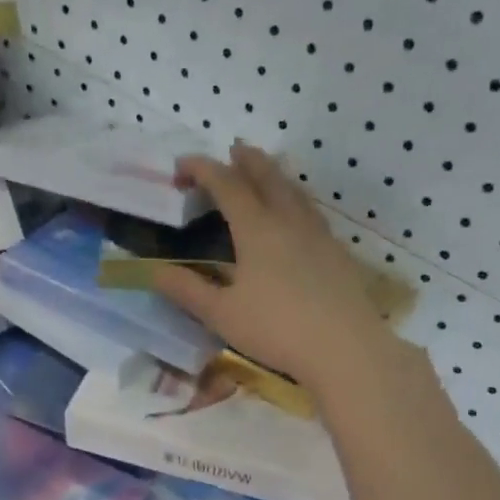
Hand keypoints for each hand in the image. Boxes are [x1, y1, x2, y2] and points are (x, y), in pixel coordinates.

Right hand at [154, 143, 393, 392]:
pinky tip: (295, 217)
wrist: (345, 348)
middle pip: (267, 176)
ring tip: (264, 173)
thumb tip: (154, 271)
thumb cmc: (276, 329)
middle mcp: (289, 220)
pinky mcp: (337, 252)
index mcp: (257, 229)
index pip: (226, 185)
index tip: (181, 166)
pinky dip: (294, 200)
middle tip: (232, 151)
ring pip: (294, 191)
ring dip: (274, 175)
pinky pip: (310, 211)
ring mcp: (318, 234)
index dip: (202, 169)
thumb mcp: (221, 314)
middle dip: (246, 160)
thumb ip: (187, 290)